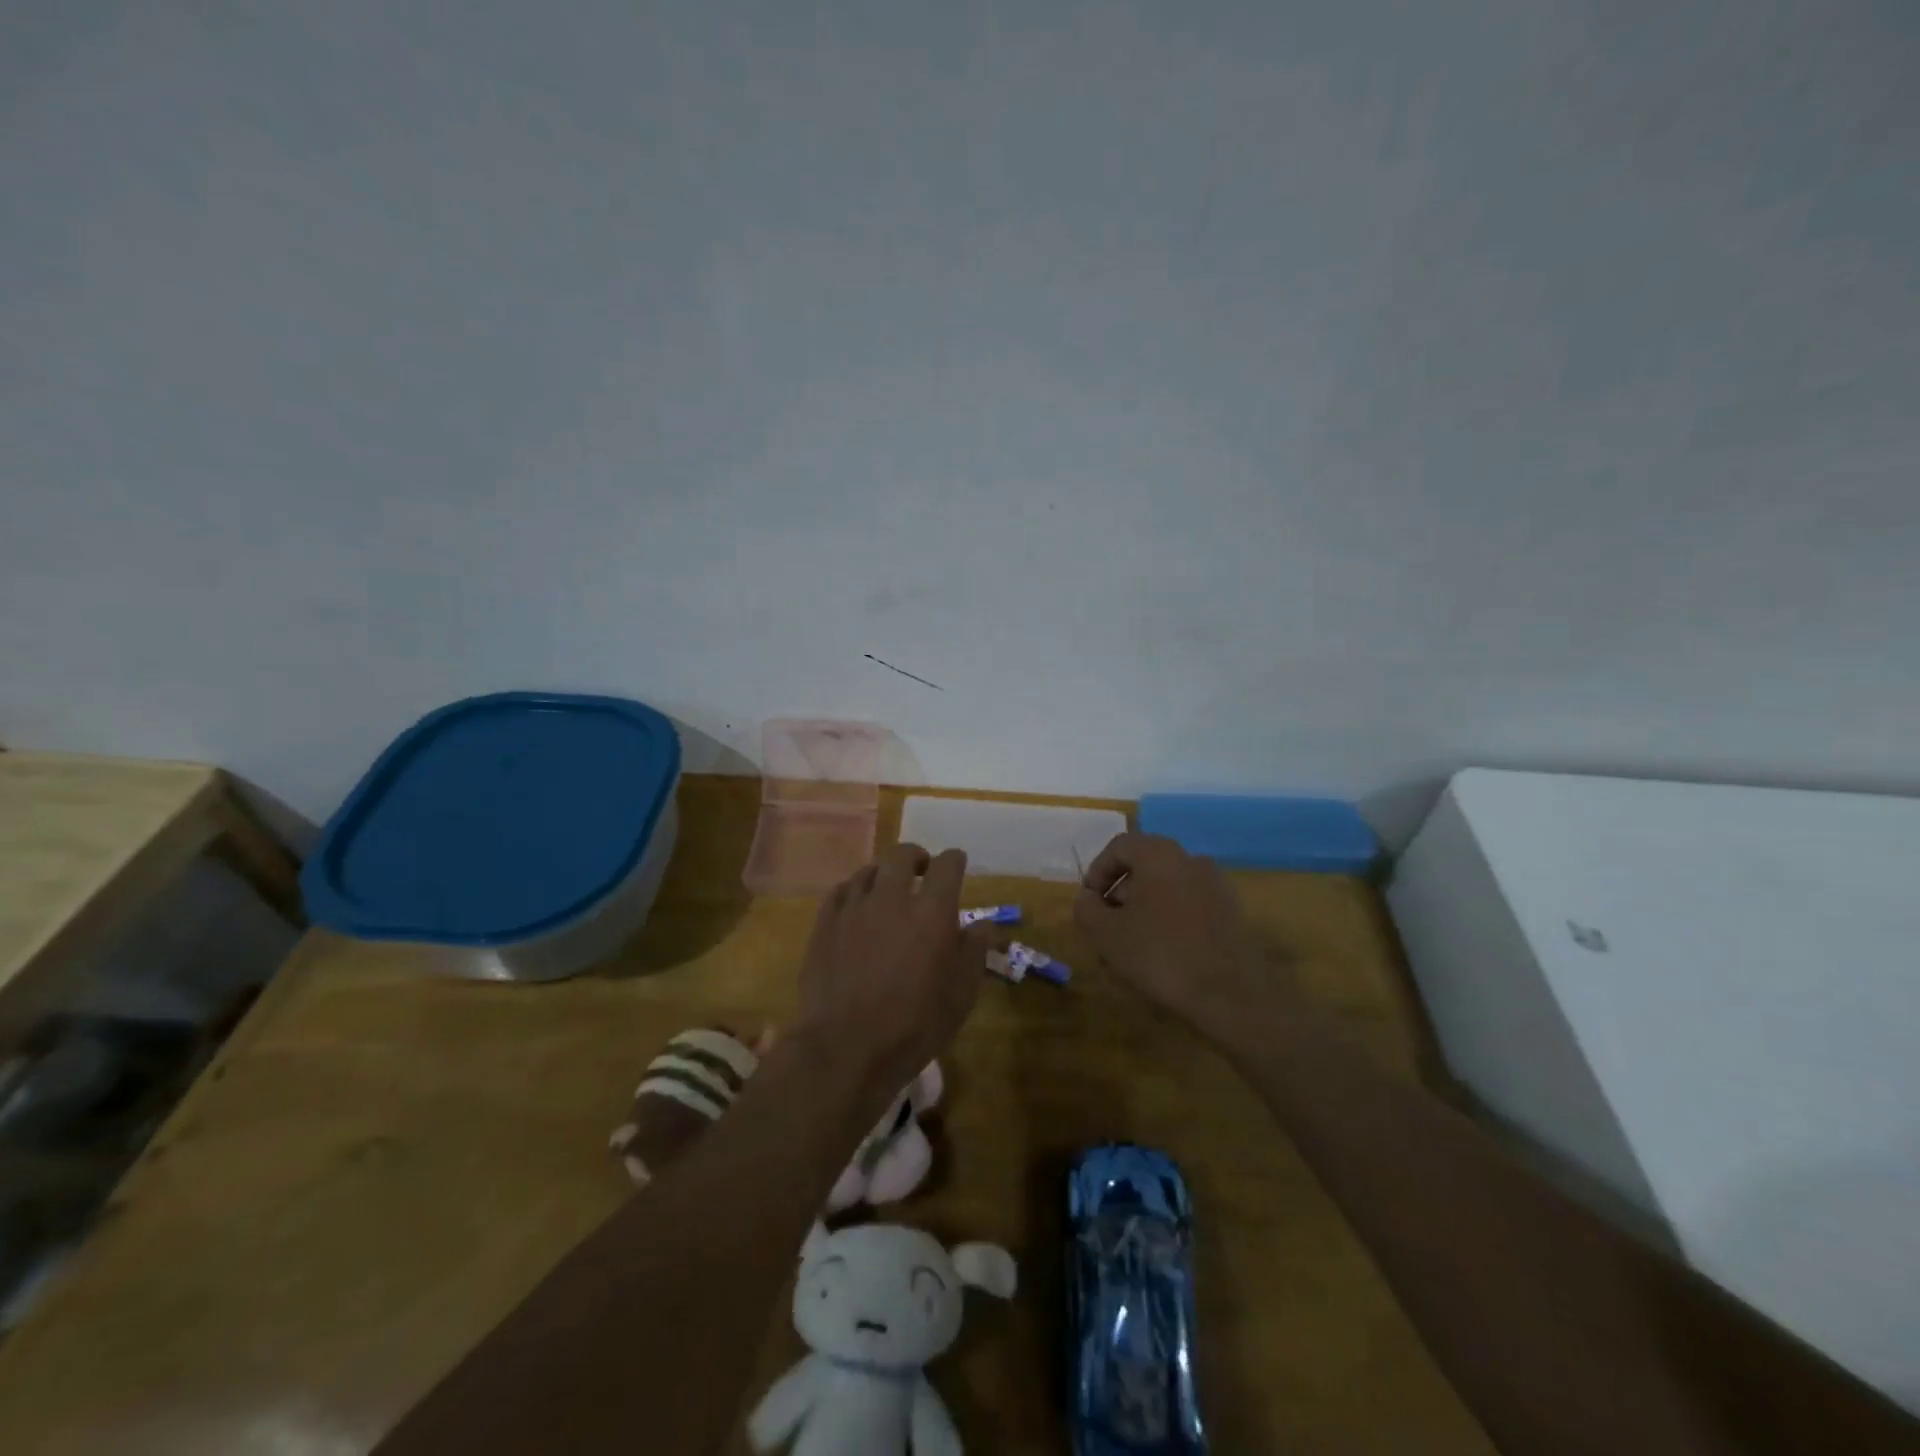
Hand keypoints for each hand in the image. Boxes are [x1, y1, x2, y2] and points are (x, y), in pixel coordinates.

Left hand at [795, 843, 989, 1097]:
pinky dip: (854, 891)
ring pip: (869, 870)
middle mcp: (892, 898)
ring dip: (883, 874)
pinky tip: (857, 907)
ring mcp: (854, 908)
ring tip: (888, 890)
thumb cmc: (914, 1026)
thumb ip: (973, 952)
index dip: (954, 861)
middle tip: (922, 872)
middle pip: (902, 855)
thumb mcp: (960, 996)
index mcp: (932, 912)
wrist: (844, 1048)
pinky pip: (841, 891)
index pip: (947, 865)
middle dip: (917, 858)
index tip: (957, 866)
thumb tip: (982, 924)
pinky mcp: (825, 923)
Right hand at [1073, 832, 1275, 1039]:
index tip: (1088, 903)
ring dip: (1143, 910)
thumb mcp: (1107, 934)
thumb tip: (1087, 899)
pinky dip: (1170, 920)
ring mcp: (1216, 885)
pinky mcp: (1231, 912)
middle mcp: (1191, 859)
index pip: (1119, 846)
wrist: (1231, 995)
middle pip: (1144, 866)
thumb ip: (1087, 909)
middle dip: (1120, 895)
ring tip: (1131, 947)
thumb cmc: (1161, 955)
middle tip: (1106, 927)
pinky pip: (1189, 906)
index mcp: (1160, 855)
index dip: (1097, 872)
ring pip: (1166, 888)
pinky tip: (1163, 955)